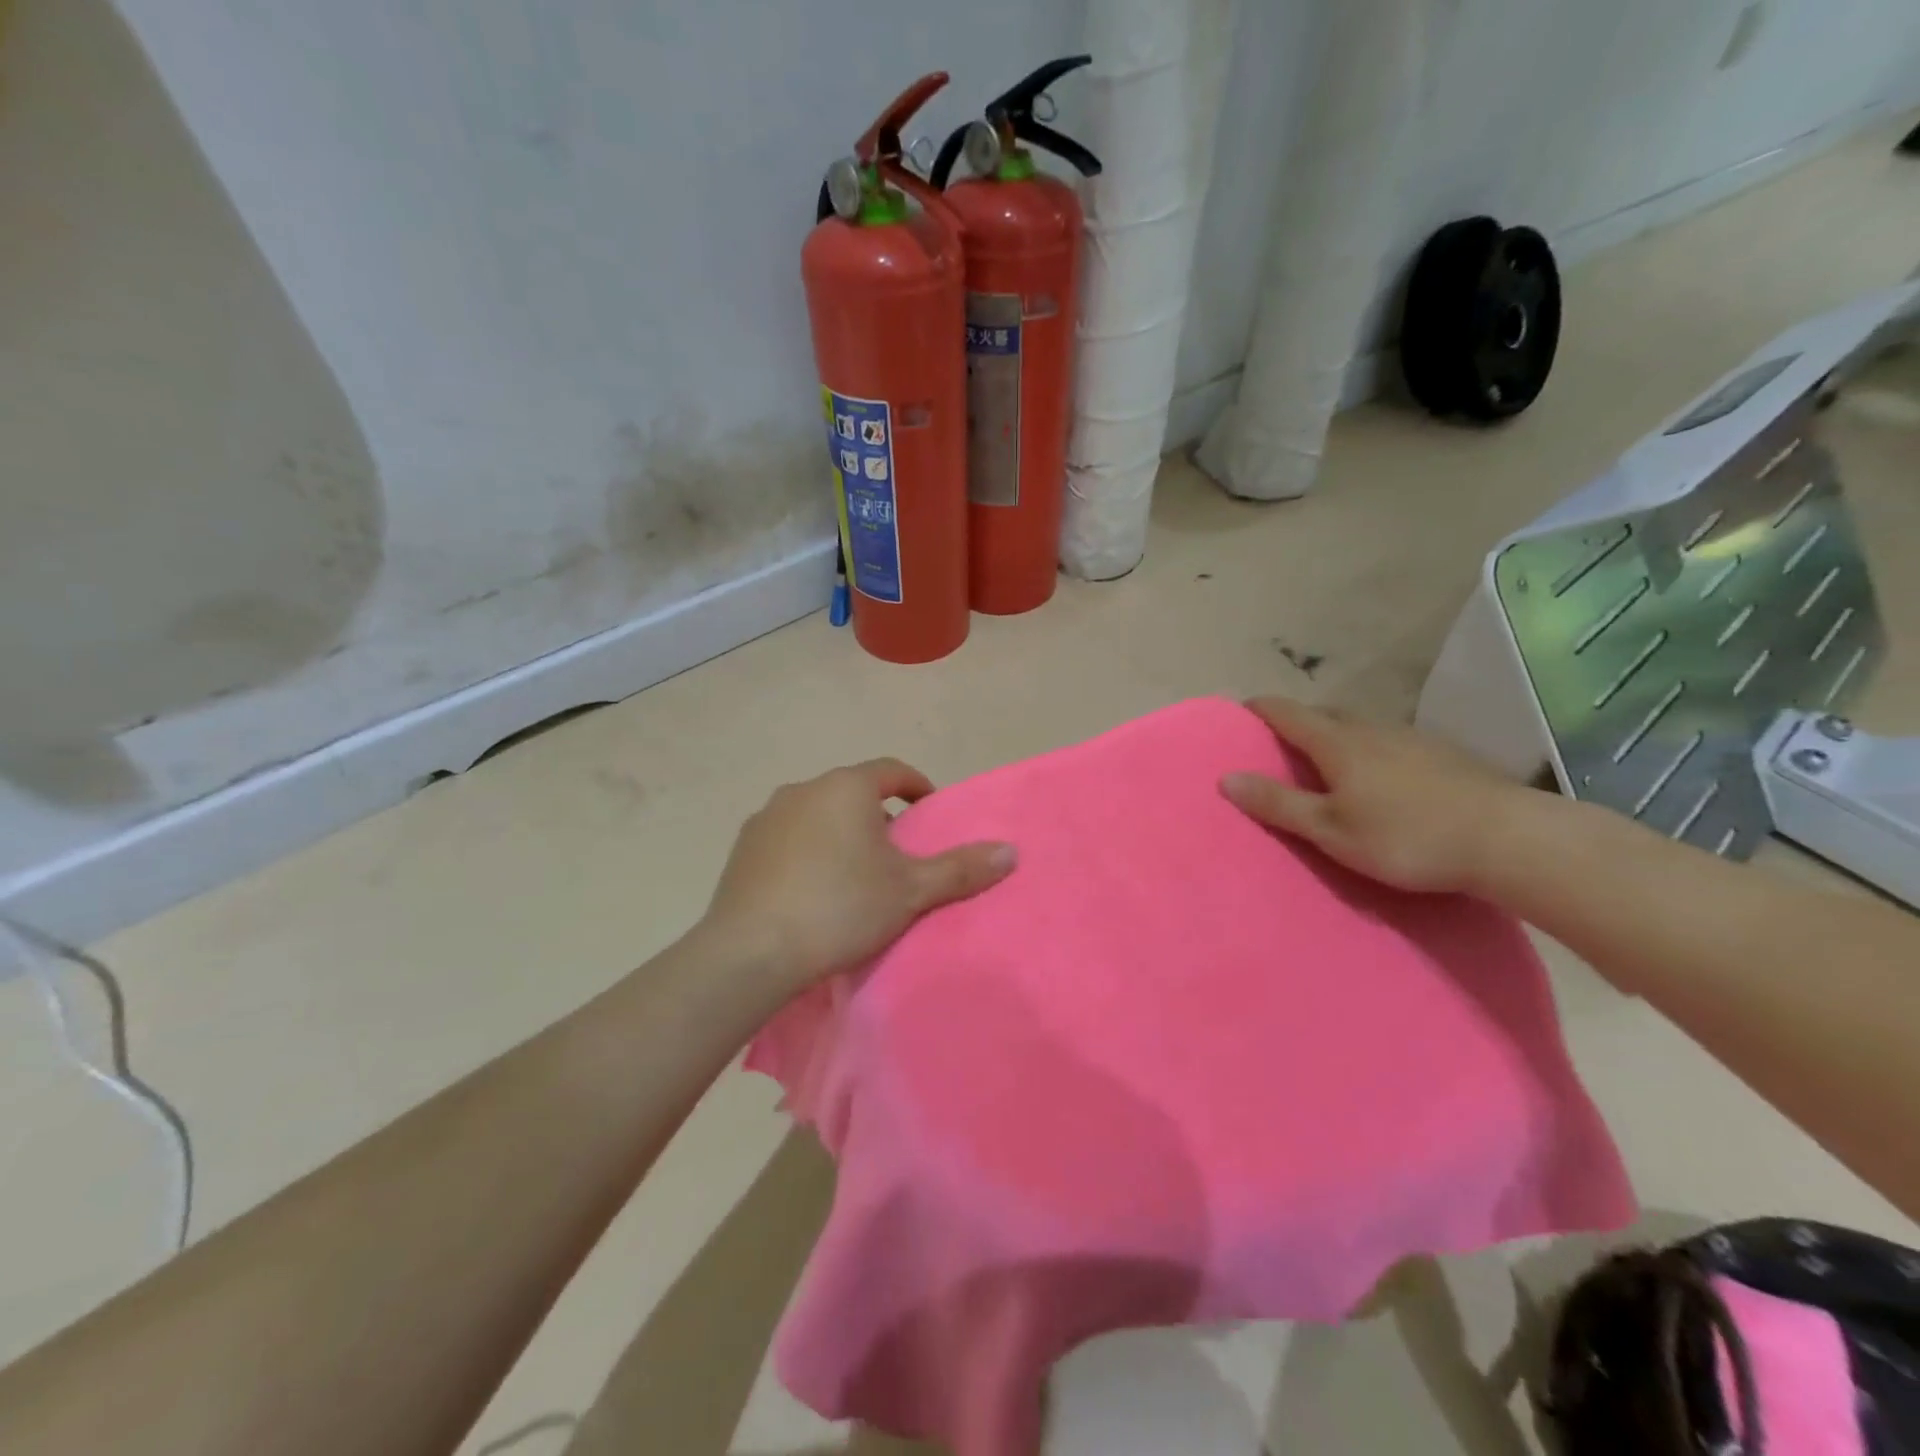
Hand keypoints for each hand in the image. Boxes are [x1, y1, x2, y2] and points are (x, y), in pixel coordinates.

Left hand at [702, 759, 1015, 994]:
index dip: (917, 788)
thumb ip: (961, 868)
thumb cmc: (840, 908)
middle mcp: (803, 789)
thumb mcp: (910, 891)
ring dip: (840, 834)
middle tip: (896, 857)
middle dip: (878, 817)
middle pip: (853, 793)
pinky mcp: (742, 848)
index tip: (929, 815)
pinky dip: (806, 852)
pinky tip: (810, 892)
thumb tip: (1011, 851)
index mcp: (846, 788)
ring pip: (818, 814)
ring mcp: (766, 817)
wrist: (751, 953)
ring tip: (854, 876)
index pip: (892, 771)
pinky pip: (787, 838)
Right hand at [1220, 697, 1528, 893]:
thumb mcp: (1330, 830)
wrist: (1510, 840)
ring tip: (1327, 763)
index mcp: (1337, 743)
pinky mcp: (1443, 755)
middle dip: (1296, 723)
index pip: (1286, 712)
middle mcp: (1371, 729)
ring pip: (1359, 727)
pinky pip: (1389, 742)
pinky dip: (1368, 750)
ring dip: (1335, 736)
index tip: (1239, 713)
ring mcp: (1411, 739)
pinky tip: (1381, 778)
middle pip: (1323, 714)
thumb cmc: (1406, 837)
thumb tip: (1226, 778)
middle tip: (1279, 746)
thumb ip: (1278, 804)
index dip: (1259, 709)